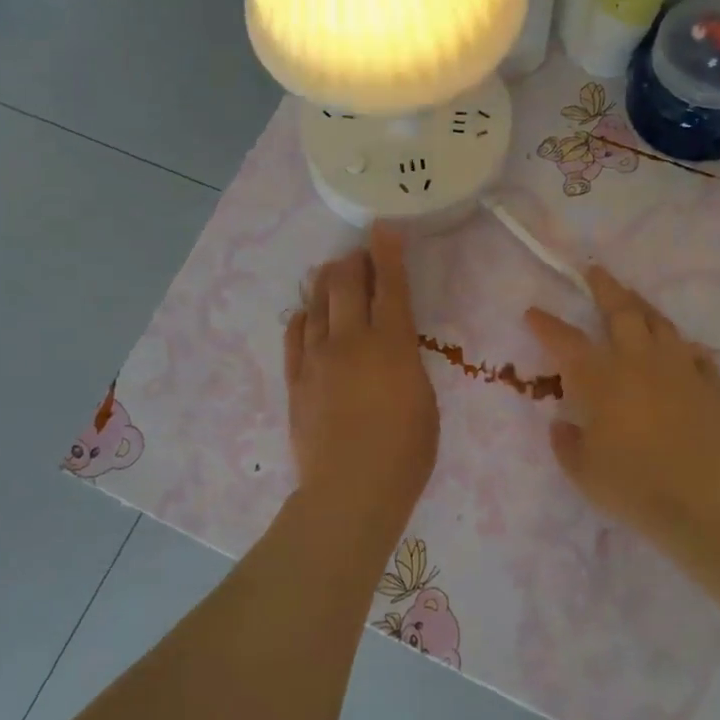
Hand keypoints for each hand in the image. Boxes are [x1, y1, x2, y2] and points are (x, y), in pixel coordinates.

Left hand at [285, 225, 439, 518]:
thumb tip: (392, 347)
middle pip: (345, 282)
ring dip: (326, 282)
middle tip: (360, 257)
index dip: (387, 252)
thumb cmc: (405, 453)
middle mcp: (351, 340)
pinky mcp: (295, 379)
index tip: (383, 228)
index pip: (390, 285)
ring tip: (333, 273)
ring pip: (316, 302)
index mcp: (392, 344)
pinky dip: (303, 317)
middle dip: (353, 261)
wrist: (350, 491)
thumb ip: (407, 363)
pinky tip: (307, 314)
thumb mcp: (425, 401)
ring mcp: (317, 357)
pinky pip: (295, 334)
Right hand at [526, 267, 719, 551]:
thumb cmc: (637, 487)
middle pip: (622, 311)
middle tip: (594, 271)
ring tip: (633, 298)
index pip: (566, 341)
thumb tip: (561, 424)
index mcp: (602, 379)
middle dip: (604, 287)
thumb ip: (567, 444)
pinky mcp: (712, 384)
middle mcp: (640, 362)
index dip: (546, 324)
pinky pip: (695, 354)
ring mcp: (681, 369)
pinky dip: (682, 347)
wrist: (711, 503)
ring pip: (660, 323)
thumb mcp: (584, 473)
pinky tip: (680, 349)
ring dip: (642, 306)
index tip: (533, 311)